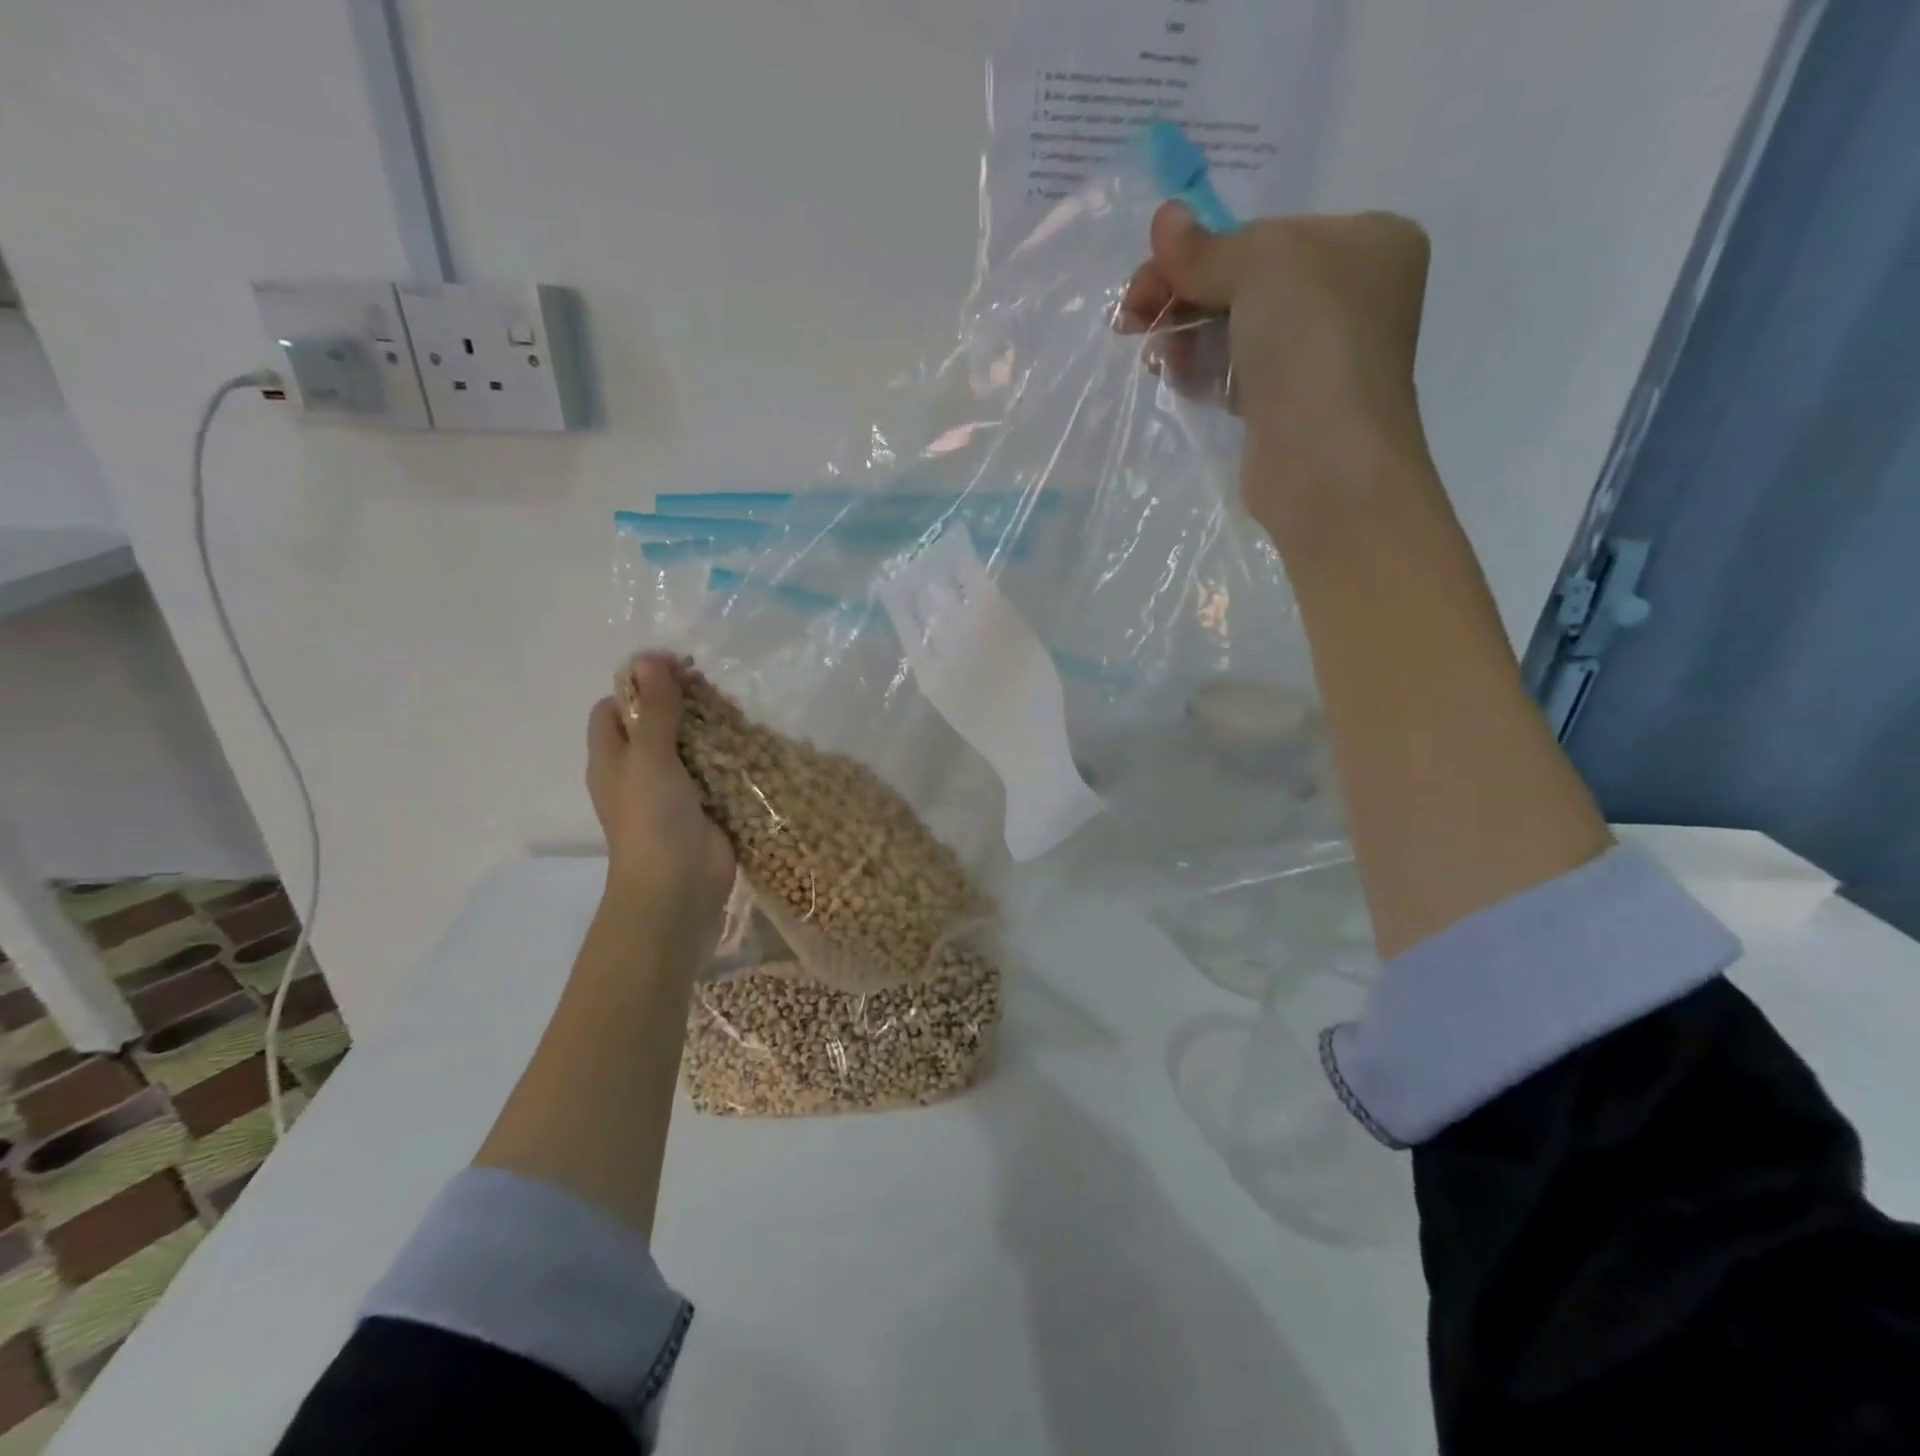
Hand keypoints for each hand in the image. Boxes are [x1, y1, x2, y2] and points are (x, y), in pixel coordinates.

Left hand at [590, 652, 735, 939]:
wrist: (679, 885)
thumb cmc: (652, 818)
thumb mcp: (650, 755)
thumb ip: (655, 708)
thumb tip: (649, 657)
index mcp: (612, 758)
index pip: (614, 708)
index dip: (637, 686)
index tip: (673, 670)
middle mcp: (638, 771)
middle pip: (654, 724)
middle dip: (680, 704)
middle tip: (712, 685)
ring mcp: (672, 791)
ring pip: (688, 747)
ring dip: (708, 729)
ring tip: (736, 708)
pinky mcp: (704, 806)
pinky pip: (714, 772)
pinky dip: (728, 756)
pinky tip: (749, 740)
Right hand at [1120, 202, 1433, 534]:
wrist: (1325, 460)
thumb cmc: (1311, 343)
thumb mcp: (1262, 266)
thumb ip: (1208, 247)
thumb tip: (1164, 217)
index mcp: (1365, 242)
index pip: (1264, 236)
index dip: (1201, 252)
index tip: (1146, 276)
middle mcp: (1348, 295)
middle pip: (1245, 282)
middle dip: (1185, 295)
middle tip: (1131, 316)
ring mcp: (1319, 356)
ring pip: (1235, 331)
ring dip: (1186, 335)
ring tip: (1156, 355)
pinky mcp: (1287, 406)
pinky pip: (1235, 374)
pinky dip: (1202, 371)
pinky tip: (1174, 377)